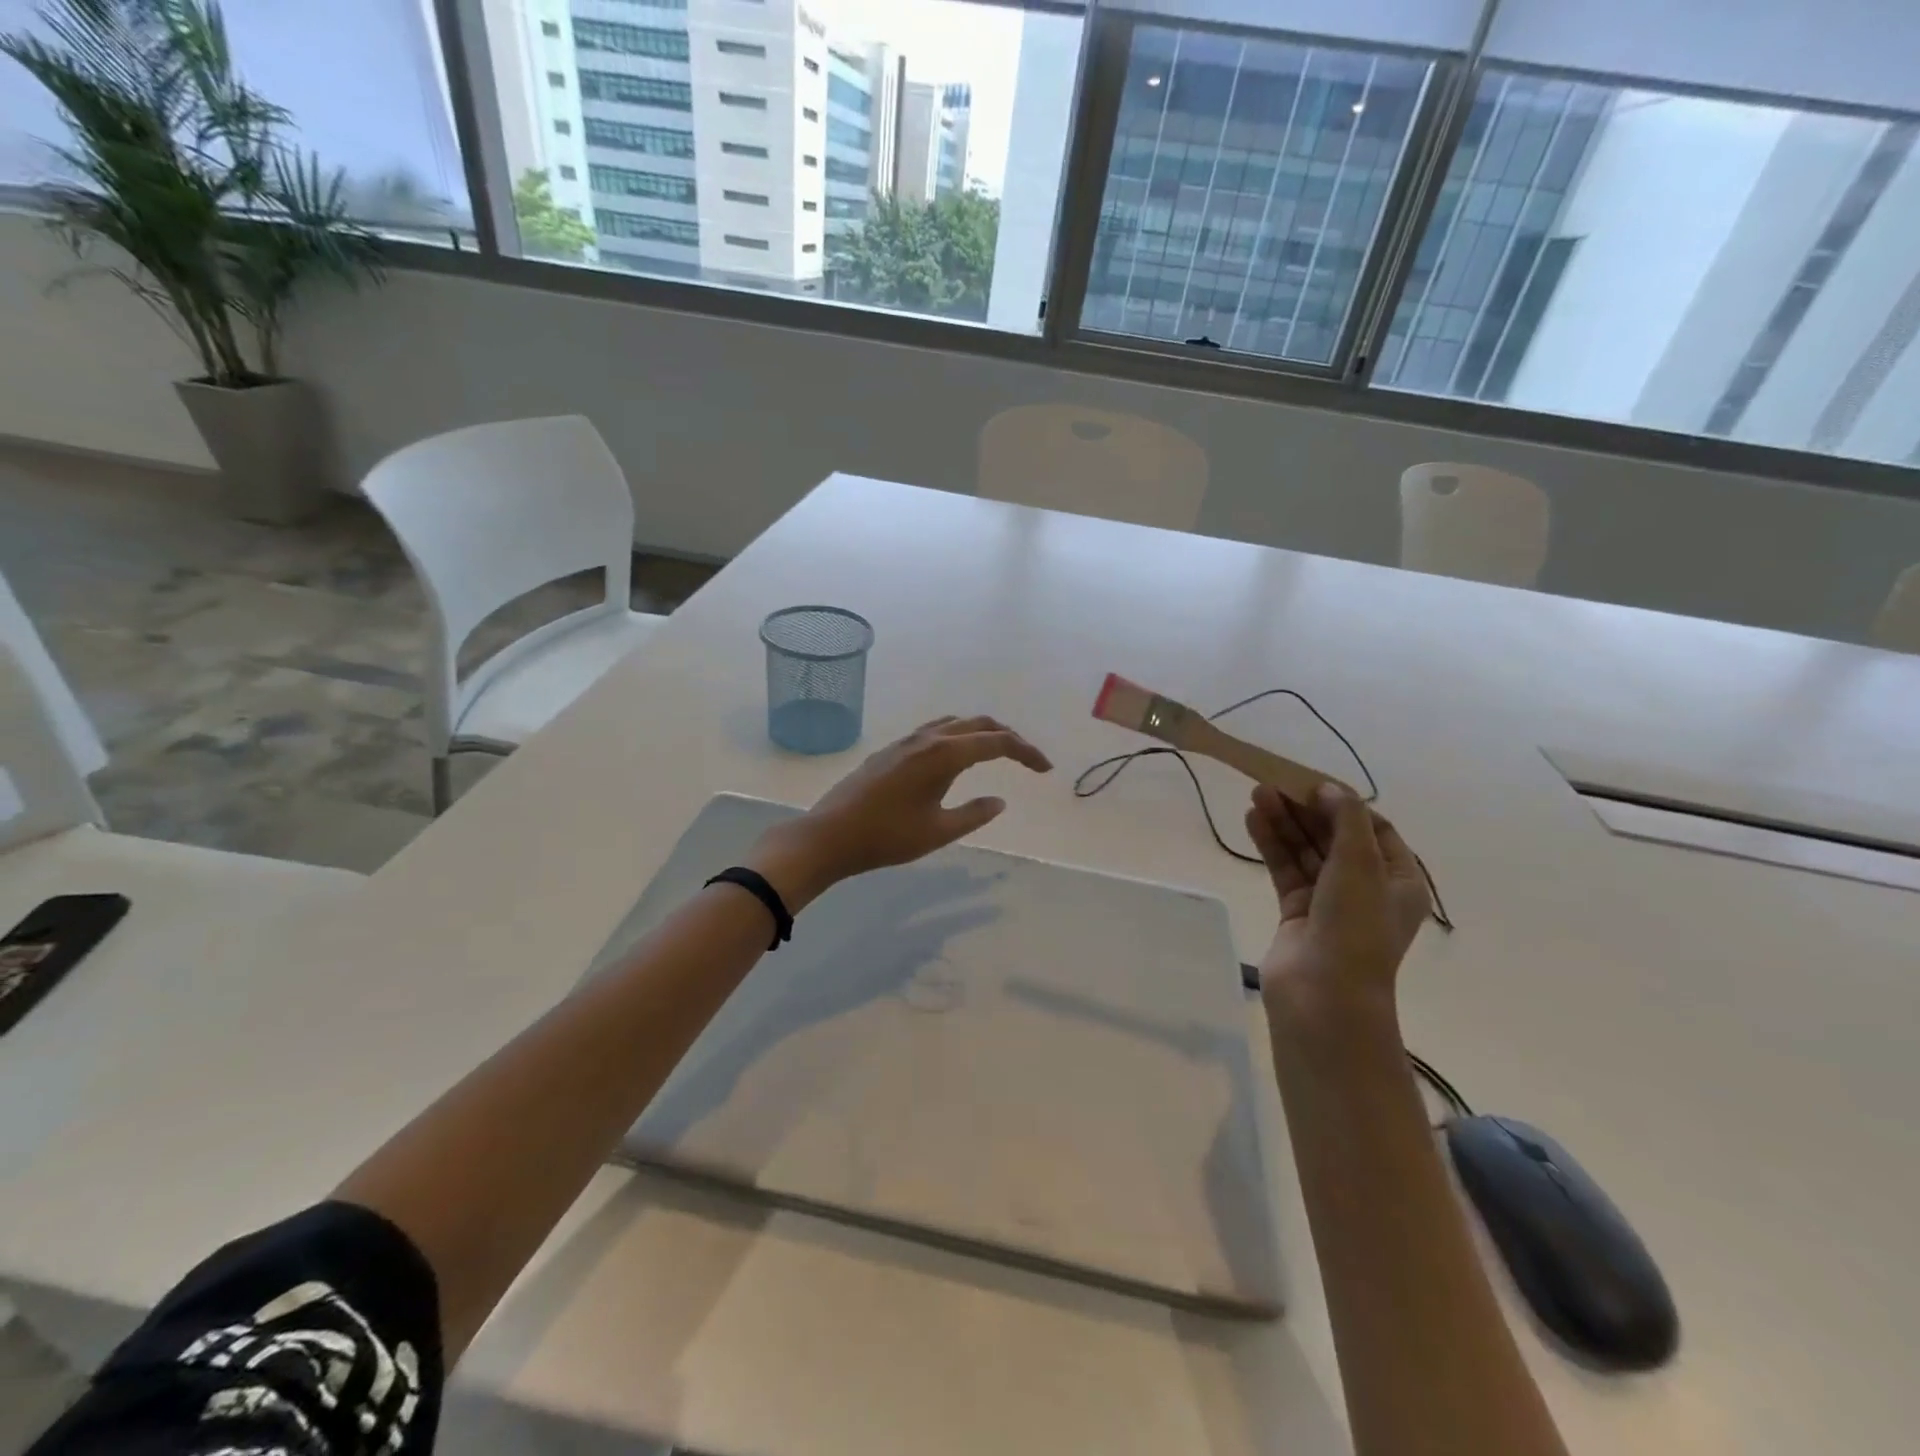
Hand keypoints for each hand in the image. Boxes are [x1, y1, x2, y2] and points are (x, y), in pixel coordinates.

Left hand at [750, 715, 1051, 907]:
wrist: (830, 835)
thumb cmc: (887, 837)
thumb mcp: (939, 832)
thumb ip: (974, 814)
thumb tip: (1000, 800)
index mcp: (944, 754)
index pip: (997, 743)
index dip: (1026, 753)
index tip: (1045, 770)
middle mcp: (928, 738)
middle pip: (979, 724)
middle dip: (1008, 738)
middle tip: (1028, 760)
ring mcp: (906, 741)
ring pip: (955, 724)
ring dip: (981, 732)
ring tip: (997, 752)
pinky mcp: (892, 750)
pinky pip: (935, 730)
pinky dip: (958, 735)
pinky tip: (955, 756)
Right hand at [1246, 782, 1429, 1015]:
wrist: (1322, 995)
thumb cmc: (1354, 926)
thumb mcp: (1360, 864)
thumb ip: (1346, 819)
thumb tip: (1329, 789)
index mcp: (1398, 880)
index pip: (1374, 829)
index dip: (1344, 804)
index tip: (1313, 785)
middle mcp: (1366, 888)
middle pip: (1334, 836)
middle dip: (1306, 809)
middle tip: (1275, 783)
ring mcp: (1329, 901)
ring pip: (1306, 851)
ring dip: (1284, 823)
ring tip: (1257, 793)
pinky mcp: (1296, 912)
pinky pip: (1284, 869)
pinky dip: (1270, 844)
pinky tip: (1252, 820)